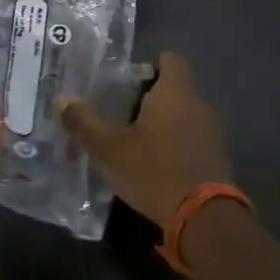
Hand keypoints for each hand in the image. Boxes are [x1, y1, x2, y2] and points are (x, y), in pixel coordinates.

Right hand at [57, 52, 230, 226]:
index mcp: (175, 93)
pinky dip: (175, 146)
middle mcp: (199, 106)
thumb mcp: (109, 149)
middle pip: (175, 89)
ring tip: (134, 141)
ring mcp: (213, 134)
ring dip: (163, 124)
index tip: (129, 78)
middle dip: (150, 98)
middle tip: (119, 112)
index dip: (152, 63)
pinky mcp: (218, 160)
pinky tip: (154, 165)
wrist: (204, 220)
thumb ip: (84, 122)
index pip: (172, 59)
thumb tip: (61, 98)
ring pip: (184, 116)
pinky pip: (193, 140)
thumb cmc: (154, 171)